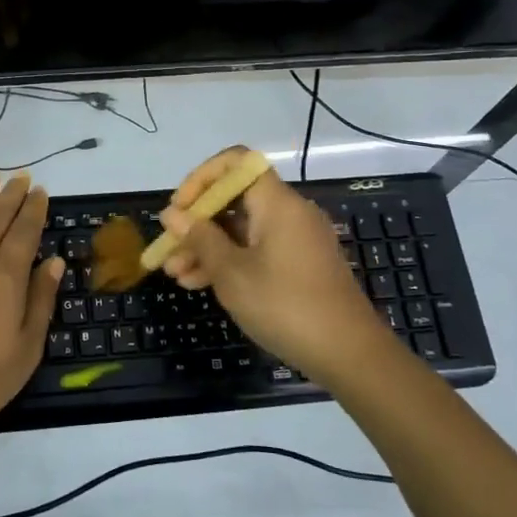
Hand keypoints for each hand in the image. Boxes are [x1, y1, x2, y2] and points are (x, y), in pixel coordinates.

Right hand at [155, 147, 398, 386]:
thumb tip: (172, 213)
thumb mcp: (232, 274)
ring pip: (242, 229)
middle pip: (235, 199)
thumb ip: (200, 238)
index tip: (179, 209)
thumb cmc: (285, 306)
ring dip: (207, 247)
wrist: (349, 354)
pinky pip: (256, 249)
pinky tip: (199, 284)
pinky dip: (230, 261)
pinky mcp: (299, 265)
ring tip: (176, 275)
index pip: (236, 163)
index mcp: (277, 203)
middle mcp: (289, 212)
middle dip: (197, 222)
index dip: (201, 178)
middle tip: (168, 250)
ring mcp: (296, 240)